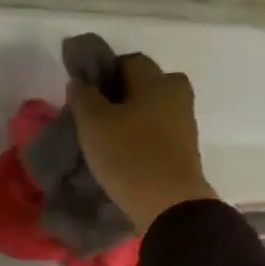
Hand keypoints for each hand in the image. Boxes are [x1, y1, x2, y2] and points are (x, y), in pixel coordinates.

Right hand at [69, 52, 217, 232]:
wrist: (169, 204)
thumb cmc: (128, 156)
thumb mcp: (94, 124)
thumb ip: (83, 97)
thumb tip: (80, 83)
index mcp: (157, 79)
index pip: (126, 61)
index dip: (102, 73)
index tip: (84, 95)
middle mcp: (176, 93)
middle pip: (143, 84)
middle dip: (118, 95)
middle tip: (94, 117)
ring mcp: (184, 122)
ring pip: (151, 108)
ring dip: (130, 117)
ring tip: (105, 139)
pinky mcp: (184, 148)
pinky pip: (157, 131)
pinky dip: (141, 136)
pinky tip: (123, 153)